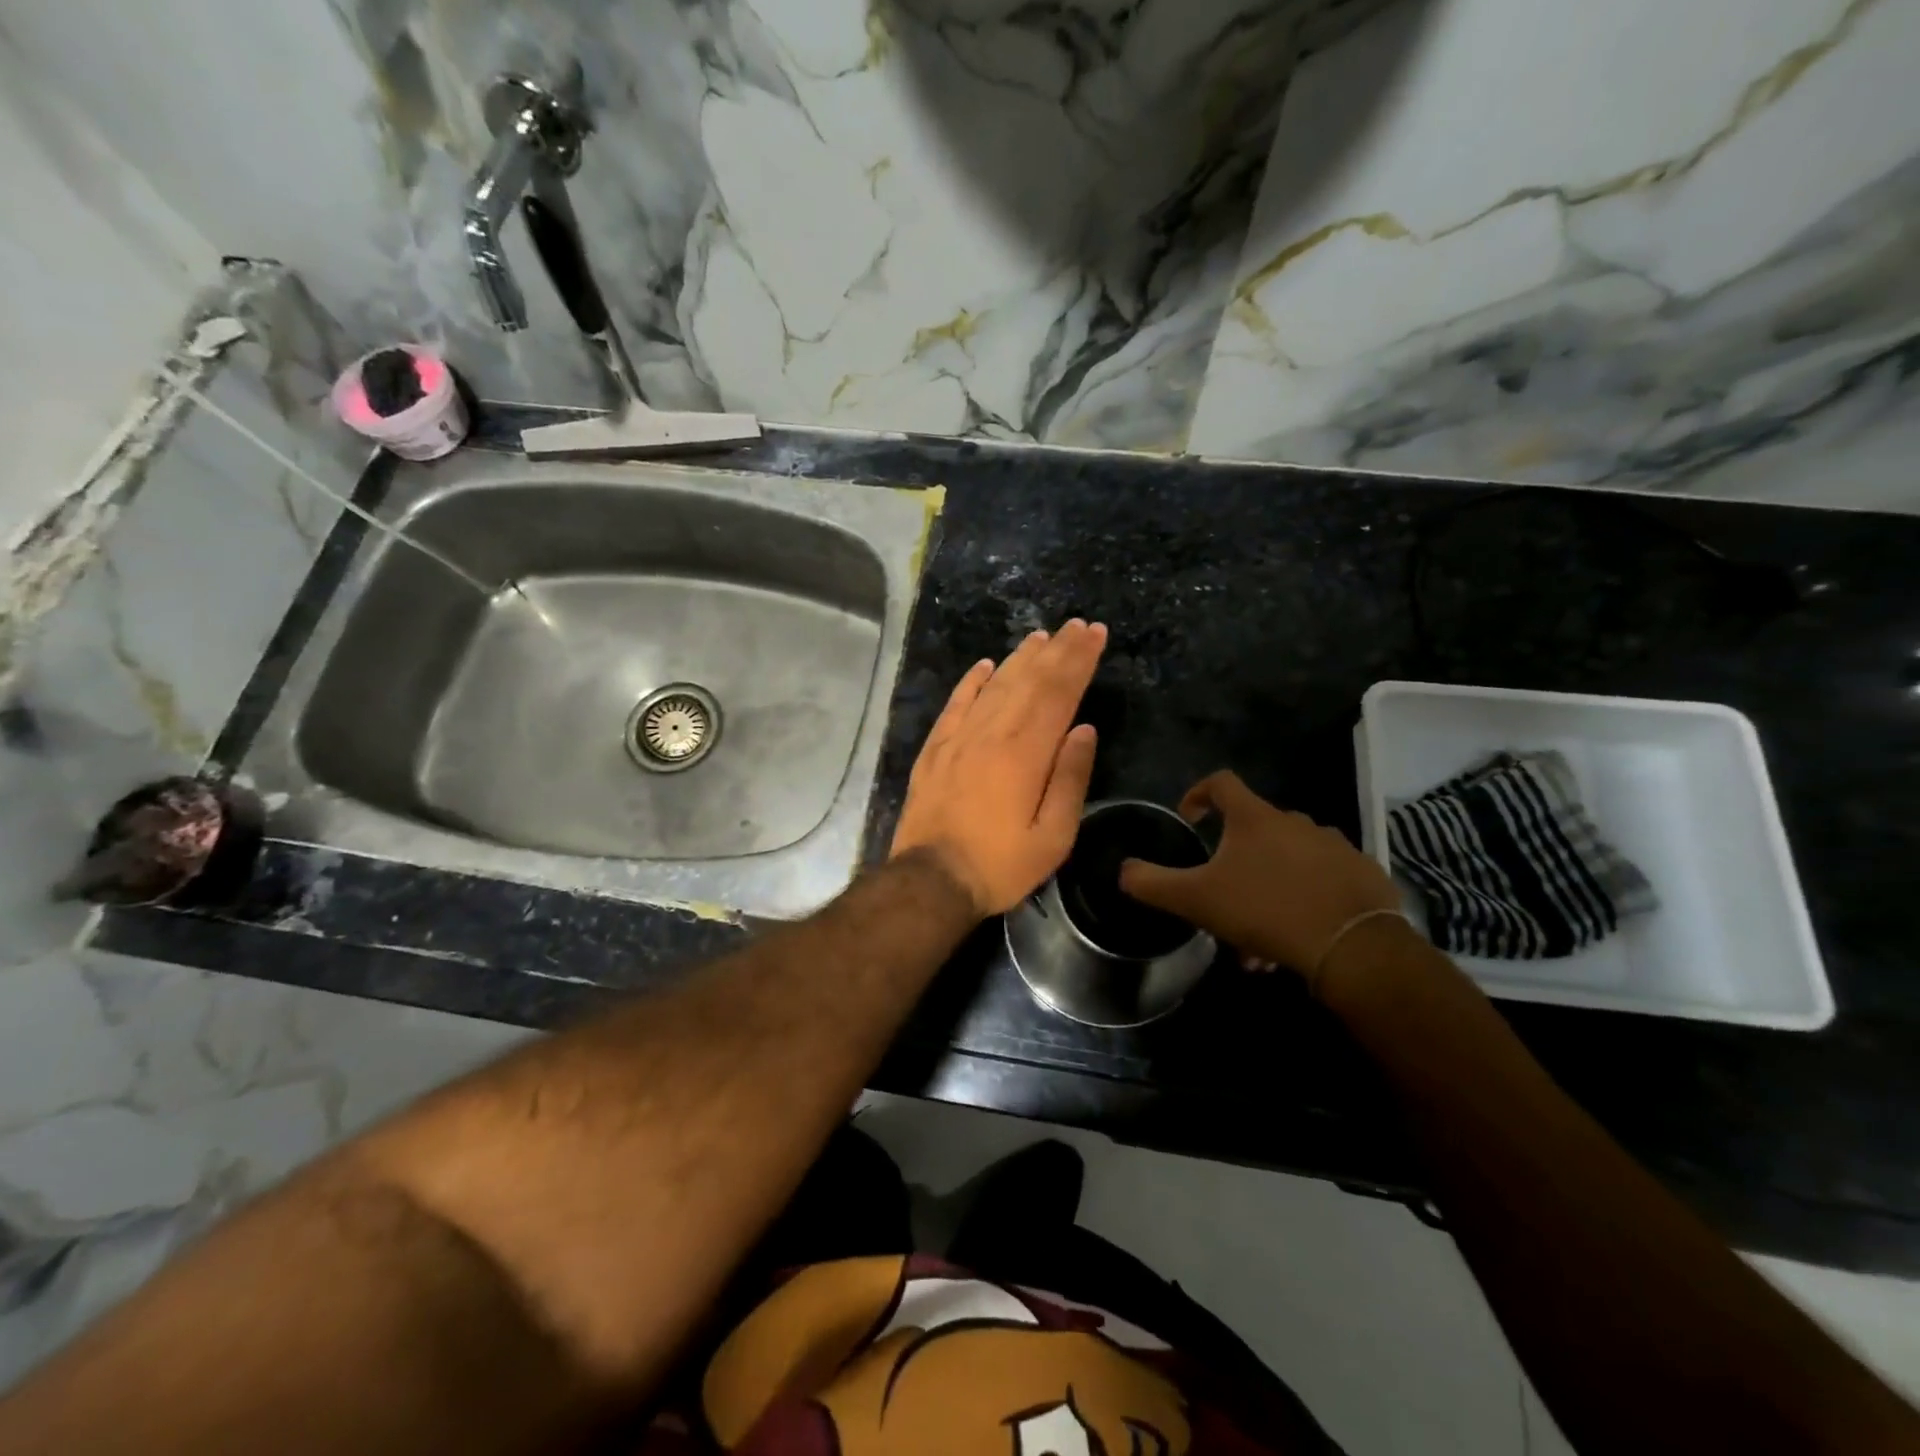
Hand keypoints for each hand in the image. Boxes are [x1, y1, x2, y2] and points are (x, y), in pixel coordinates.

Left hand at [892, 621, 1106, 917]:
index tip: (1095, 633)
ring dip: (1019, 658)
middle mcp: (992, 733)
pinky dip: (971, 681)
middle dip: (1056, 650)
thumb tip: (1085, 729)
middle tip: (1076, 625)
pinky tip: (984, 666)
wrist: (931, 881)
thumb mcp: (1053, 836)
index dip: (1079, 660)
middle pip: (1028, 680)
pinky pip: (956, 704)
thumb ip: (1070, 778)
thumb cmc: (1000, 864)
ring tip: (1040, 637)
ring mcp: (959, 738)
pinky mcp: (935, 749)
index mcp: (1026, 753)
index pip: (1058, 692)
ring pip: (994, 685)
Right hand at [1118, 771, 1398, 975]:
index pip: (1221, 782)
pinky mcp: (1362, 874)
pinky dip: (1303, 899)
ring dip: (1267, 885)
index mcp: (1255, 818)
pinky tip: (1295, 935)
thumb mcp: (1195, 899)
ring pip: (1288, 860)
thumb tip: (1122, 870)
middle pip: (1255, 828)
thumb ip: (1152, 883)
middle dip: (1234, 859)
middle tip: (1222, 896)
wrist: (1353, 946)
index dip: (1199, 793)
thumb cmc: (1265, 910)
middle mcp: (1296, 821)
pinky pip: (1321, 880)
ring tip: (1258, 934)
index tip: (1190, 818)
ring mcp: (1334, 846)